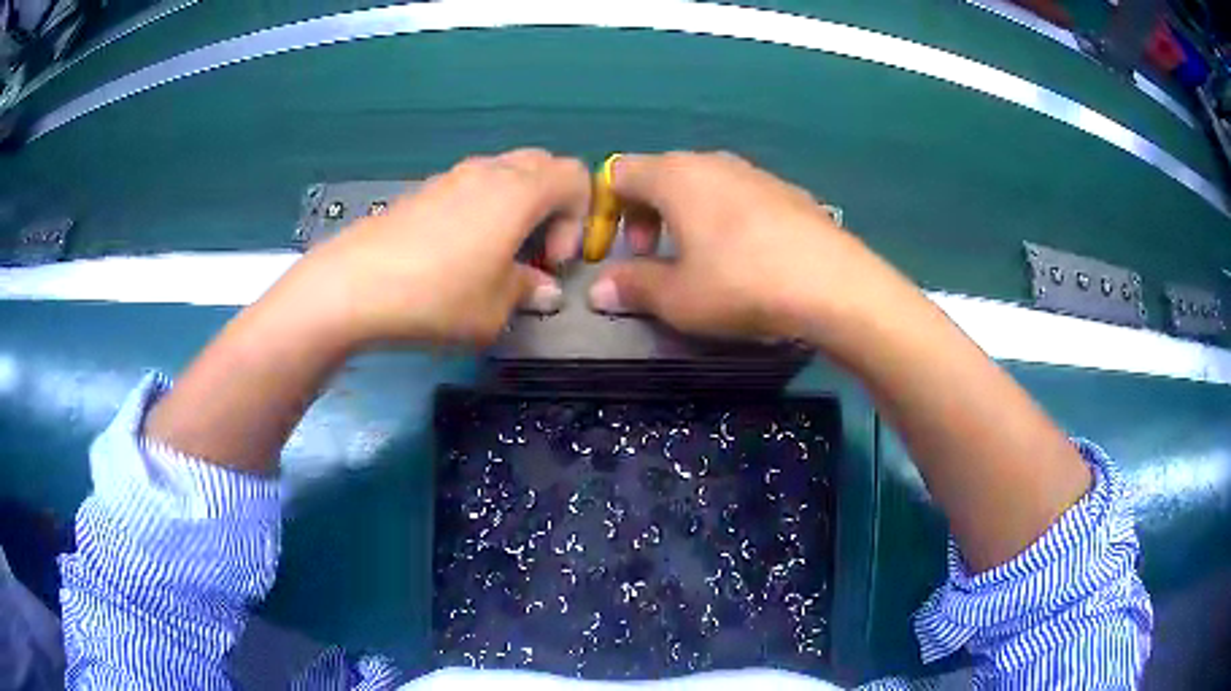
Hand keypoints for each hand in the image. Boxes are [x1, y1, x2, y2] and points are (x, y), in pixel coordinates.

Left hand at [280, 149, 588, 347]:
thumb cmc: (437, 297)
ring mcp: (450, 177)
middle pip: (542, 166)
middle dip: (552, 206)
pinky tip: (457, 255)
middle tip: (534, 251)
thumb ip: (528, 291)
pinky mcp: (421, 191)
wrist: (352, 287)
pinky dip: (482, 211)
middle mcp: (489, 171)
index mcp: (519, 191)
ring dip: (515, 208)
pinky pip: (470, 188)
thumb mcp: (495, 309)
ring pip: (504, 175)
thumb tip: (542, 288)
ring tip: (495, 256)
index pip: (576, 176)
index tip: (553, 262)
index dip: (580, 219)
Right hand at [588, 152, 914, 348]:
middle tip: (654, 257)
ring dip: (684, 216)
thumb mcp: (678, 298)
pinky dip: (723, 217)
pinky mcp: (786, 190)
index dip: (605, 211)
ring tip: (698, 258)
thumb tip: (599, 289)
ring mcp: (754, 172)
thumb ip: (633, 287)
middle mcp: (712, 162)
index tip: (614, 251)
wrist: (834, 284)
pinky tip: (745, 256)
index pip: (619, 173)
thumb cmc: (742, 284)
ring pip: (702, 184)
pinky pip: (738, 195)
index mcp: (675, 176)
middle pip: (660, 175)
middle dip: (645, 215)